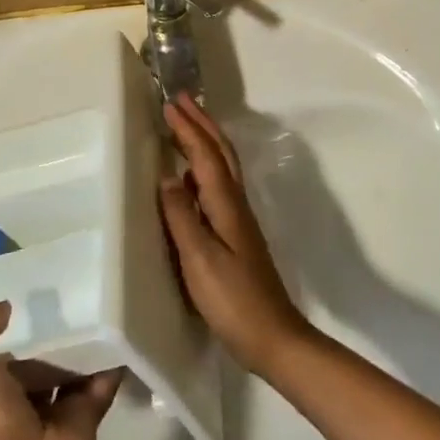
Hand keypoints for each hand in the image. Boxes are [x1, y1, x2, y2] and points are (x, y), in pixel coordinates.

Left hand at [0, 301, 121, 439]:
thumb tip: (6, 307)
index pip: (9, 355)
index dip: (19, 330)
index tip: (38, 299)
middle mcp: (25, 401)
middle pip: (45, 361)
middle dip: (58, 335)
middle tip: (78, 296)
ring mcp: (59, 411)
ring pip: (75, 369)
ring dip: (86, 345)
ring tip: (102, 304)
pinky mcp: (89, 417)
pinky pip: (103, 383)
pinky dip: (113, 362)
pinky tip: (121, 331)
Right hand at [158, 92, 313, 377]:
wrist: (274, 338)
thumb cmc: (233, 301)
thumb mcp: (200, 260)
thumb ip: (182, 217)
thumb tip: (165, 175)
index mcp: (226, 205)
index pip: (206, 156)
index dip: (188, 128)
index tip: (169, 103)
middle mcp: (235, 204)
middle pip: (221, 153)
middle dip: (201, 123)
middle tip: (180, 101)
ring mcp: (238, 220)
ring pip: (222, 167)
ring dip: (204, 141)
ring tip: (183, 127)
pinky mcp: (236, 235)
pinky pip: (218, 186)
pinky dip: (204, 167)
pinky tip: (190, 177)